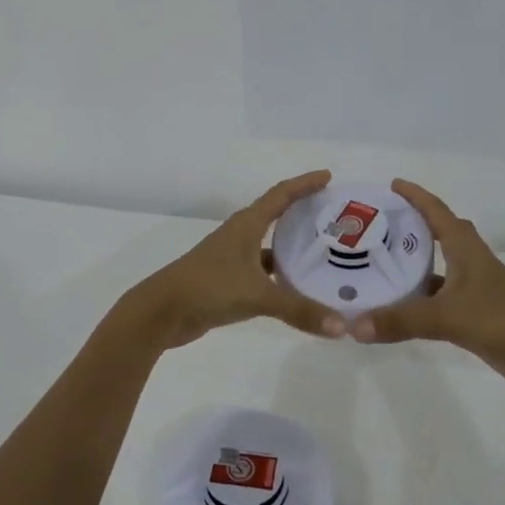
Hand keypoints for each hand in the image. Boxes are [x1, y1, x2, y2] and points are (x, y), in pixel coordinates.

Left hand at [112, 171, 348, 352]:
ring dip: (293, 246)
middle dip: (303, 212)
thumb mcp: (257, 296)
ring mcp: (232, 258)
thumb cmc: (208, 288)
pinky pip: (263, 270)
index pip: (280, 195)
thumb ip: (299, 309)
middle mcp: (240, 235)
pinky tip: (299, 287)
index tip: (328, 177)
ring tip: (325, 251)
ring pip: (270, 245)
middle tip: (334, 215)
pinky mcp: (228, 280)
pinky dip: (281, 274)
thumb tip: (342, 327)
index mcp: (246, 225)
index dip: (304, 184)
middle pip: (276, 215)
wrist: (162, 312)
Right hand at [349, 179, 504, 396]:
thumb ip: (402, 320)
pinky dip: (416, 298)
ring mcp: (472, 289)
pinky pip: (435, 298)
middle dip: (409, 225)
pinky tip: (394, 307)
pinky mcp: (472, 315)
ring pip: (434, 268)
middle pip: (436, 234)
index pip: (437, 212)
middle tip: (374, 225)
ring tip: (374, 263)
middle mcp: (468, 262)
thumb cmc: (504, 321)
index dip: (416, 196)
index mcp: (466, 249)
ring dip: (410, 264)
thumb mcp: (448, 317)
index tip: (391, 184)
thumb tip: (354, 326)